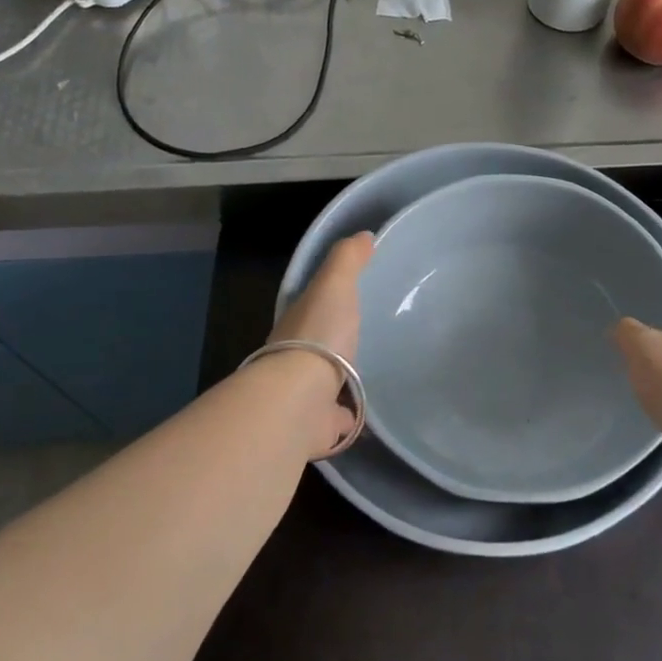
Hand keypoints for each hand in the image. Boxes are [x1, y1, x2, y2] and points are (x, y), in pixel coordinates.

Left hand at [266, 231, 372, 453]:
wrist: (300, 399)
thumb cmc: (318, 335)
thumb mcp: (334, 286)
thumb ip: (347, 261)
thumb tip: (364, 235)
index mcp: (296, 325)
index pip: (310, 308)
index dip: (326, 302)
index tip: (349, 299)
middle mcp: (294, 360)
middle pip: (315, 347)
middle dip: (333, 343)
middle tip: (363, 337)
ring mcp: (305, 394)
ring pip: (323, 382)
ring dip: (338, 379)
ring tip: (367, 374)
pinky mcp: (319, 425)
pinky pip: (337, 418)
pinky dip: (348, 417)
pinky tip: (365, 412)